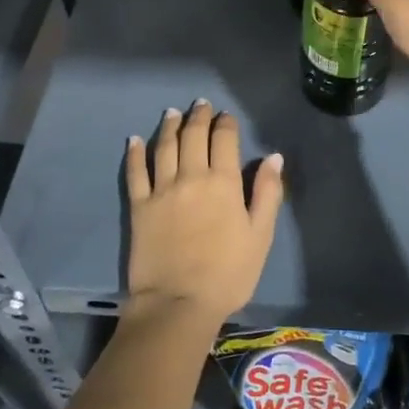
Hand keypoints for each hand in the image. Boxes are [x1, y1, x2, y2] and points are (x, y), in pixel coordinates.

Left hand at [124, 100, 282, 325]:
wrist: (178, 303)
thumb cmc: (228, 273)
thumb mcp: (260, 235)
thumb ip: (268, 193)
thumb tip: (273, 157)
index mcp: (224, 182)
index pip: (224, 140)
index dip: (226, 124)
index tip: (226, 116)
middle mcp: (191, 177)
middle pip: (193, 136)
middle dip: (198, 117)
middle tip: (200, 104)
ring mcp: (161, 190)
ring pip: (164, 147)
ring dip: (169, 126)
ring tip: (172, 113)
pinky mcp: (139, 207)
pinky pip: (135, 172)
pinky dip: (135, 153)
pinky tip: (135, 140)